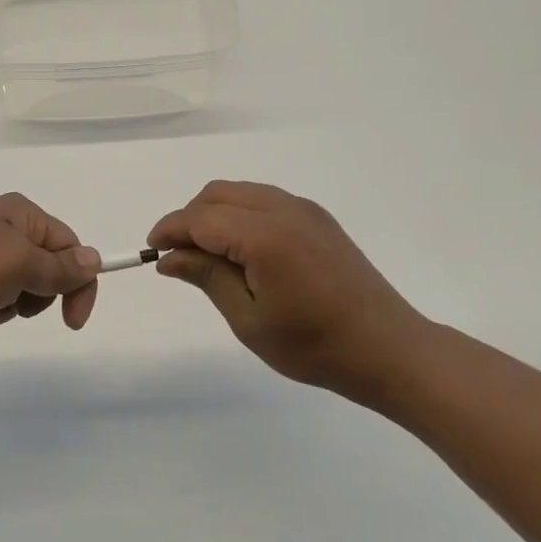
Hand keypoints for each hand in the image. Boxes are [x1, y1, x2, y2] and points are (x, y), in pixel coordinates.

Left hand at [0, 194, 101, 340]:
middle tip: (9, 301)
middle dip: (33, 296)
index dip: (78, 283)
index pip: (69, 246)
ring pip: (16, 289)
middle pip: (44, 269)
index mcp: (20, 213)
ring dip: (3, 307)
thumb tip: (94, 259)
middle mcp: (0, 226)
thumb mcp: (19, 266)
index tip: (73, 323)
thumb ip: (60, 268)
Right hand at [148, 180, 433, 404]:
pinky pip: (265, 201)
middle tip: (179, 257)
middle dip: (189, 218)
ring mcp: (305, 210)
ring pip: (241, 193)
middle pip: (217, 195)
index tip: (151, 251)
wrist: (388, 349)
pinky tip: (242, 251)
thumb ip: (207, 278)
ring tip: (208, 256)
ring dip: (214, 214)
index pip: (200, 219)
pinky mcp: (318, 218)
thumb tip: (168, 257)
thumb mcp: (249, 320)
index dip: (170, 230)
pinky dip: (240, 215)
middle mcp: (284, 210)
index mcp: (265, 236)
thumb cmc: (314, 345)